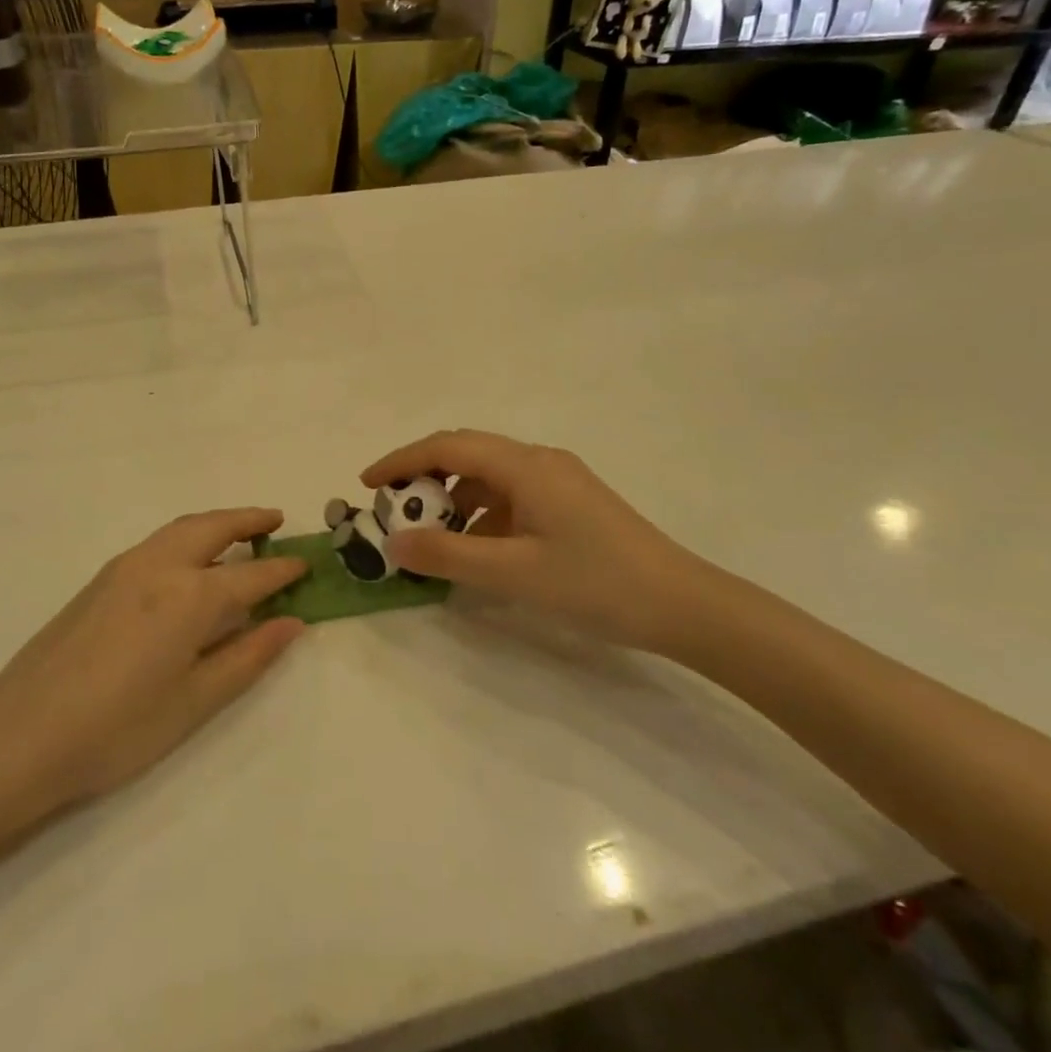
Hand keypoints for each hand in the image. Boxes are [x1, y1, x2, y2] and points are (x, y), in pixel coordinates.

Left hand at [0, 510, 306, 813]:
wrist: (22, 735)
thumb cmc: (119, 728)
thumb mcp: (195, 701)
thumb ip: (248, 656)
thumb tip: (291, 622)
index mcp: (190, 596)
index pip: (251, 574)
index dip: (282, 570)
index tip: (306, 564)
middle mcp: (160, 566)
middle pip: (214, 527)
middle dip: (249, 519)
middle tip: (276, 521)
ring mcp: (125, 567)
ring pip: (182, 528)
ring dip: (217, 522)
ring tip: (240, 531)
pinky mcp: (101, 579)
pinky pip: (158, 541)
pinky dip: (187, 536)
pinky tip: (190, 560)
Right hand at [362, 431, 716, 654]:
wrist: (683, 605)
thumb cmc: (596, 583)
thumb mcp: (513, 574)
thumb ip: (448, 557)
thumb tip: (393, 543)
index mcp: (525, 466)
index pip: (448, 446)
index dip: (402, 460)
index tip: (367, 485)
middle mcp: (539, 461)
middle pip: (466, 454)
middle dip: (424, 479)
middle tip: (395, 514)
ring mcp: (558, 482)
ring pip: (488, 478)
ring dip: (453, 502)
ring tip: (431, 541)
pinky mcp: (570, 504)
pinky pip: (510, 498)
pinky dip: (482, 517)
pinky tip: (477, 553)